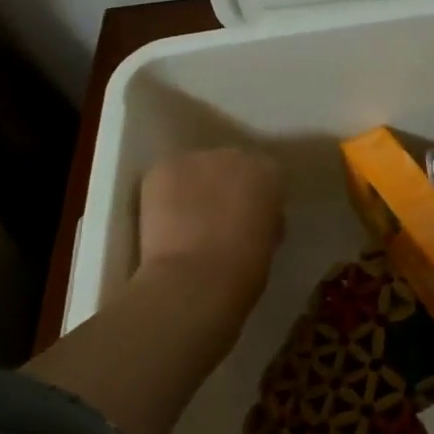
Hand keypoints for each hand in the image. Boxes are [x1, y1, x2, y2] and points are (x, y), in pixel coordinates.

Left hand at [137, 148, 283, 315]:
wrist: (196, 278)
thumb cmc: (244, 269)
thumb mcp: (269, 241)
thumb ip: (263, 218)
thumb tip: (251, 217)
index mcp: (269, 173)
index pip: (265, 176)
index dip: (255, 197)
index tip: (249, 218)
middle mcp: (235, 155)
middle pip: (229, 165)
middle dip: (224, 186)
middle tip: (216, 218)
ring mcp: (196, 159)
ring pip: (196, 170)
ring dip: (194, 188)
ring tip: (186, 220)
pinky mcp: (164, 168)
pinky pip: (168, 177)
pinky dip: (166, 194)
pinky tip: (165, 220)